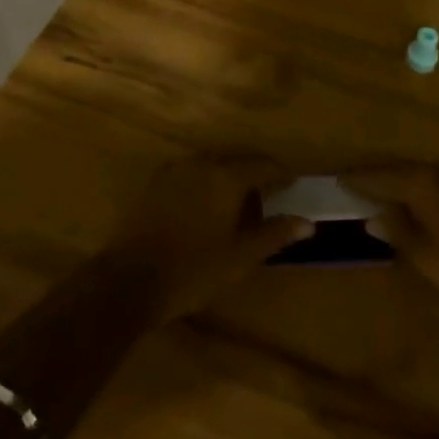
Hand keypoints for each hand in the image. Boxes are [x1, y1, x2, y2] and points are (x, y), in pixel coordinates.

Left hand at [107, 153, 312, 320]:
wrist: (129, 280)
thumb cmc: (193, 270)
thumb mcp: (240, 257)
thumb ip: (274, 234)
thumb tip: (308, 223)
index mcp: (226, 176)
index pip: (263, 163)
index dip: (281, 173)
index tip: (293, 184)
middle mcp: (202, 163)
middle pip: (237, 158)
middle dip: (256, 171)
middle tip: (269, 193)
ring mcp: (175, 169)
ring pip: (212, 163)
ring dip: (229, 174)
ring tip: (239, 200)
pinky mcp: (155, 181)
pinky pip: (191, 171)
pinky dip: (206, 180)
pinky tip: (206, 204)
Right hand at [343, 163, 438, 309]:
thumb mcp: (425, 255)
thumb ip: (396, 232)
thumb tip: (372, 217)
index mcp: (420, 183)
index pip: (378, 176)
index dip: (356, 180)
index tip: (336, 180)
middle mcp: (436, 171)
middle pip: (396, 170)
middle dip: (374, 178)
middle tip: (351, 185)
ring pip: (415, 175)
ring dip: (395, 182)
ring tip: (376, 194)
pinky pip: (431, 182)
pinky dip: (414, 188)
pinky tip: (412, 203)